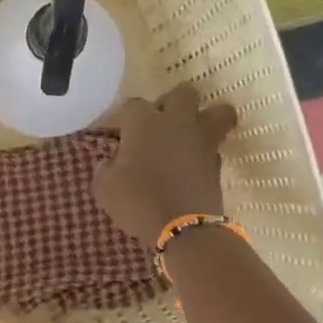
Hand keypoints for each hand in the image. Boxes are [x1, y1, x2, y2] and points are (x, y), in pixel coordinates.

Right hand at [92, 86, 237, 246]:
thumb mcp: (104, 186)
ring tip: (189, 134)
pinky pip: (215, 145)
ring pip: (217, 112)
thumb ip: (106, 166)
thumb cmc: (136, 201)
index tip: (113, 133)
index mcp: (144, 122)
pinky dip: (205, 149)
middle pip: (183, 93)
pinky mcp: (218, 162)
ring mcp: (202, 140)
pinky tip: (191, 163)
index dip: (122, 117)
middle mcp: (177, 121)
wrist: (182, 228)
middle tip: (158, 123)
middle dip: (170, 103)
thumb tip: (112, 160)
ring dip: (204, 118)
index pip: (131, 105)